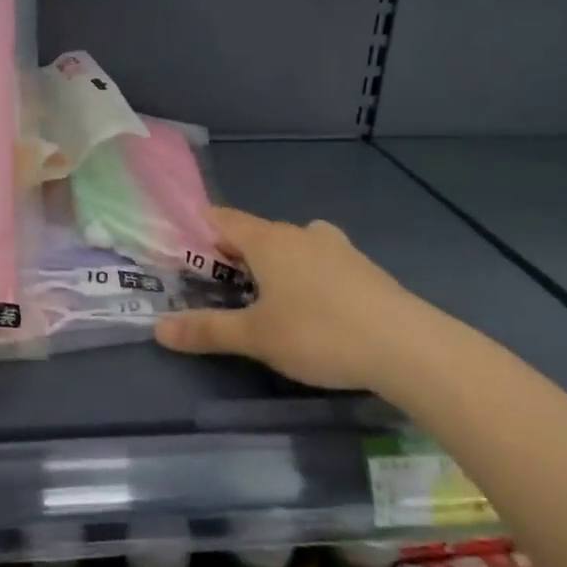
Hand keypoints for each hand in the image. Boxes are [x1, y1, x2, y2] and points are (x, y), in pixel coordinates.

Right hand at [154, 207, 434, 393]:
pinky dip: (305, 275)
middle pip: (256, 233)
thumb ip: (207, 331)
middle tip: (217, 284)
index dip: (198, 229)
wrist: (408, 347)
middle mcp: (300, 234)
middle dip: (234, 253)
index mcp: (268, 240)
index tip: (181, 251)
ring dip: (273, 263)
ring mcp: (337, 248)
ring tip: (265, 297)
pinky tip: (312, 308)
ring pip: (292, 246)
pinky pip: (320, 262)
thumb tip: (157, 329)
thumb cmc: (319, 333)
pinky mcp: (364, 269)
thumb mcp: (256, 337)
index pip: (222, 219)